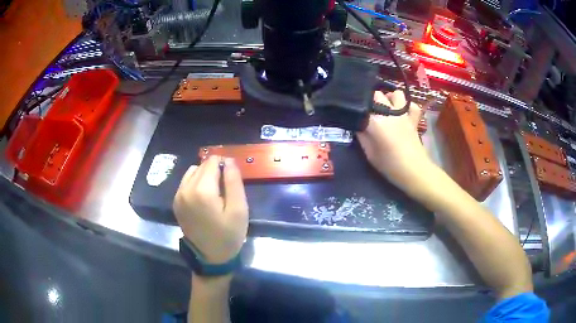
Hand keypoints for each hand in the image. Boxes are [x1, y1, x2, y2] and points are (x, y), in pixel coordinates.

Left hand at [173, 156, 248, 263]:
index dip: (225, 164)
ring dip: (205, 176)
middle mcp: (185, 189)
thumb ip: (233, 181)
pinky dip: (196, 183)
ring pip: (193, 172)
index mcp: (202, 190)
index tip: (232, 178)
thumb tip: (228, 160)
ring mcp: (178, 196)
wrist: (210, 257)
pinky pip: (186, 182)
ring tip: (215, 193)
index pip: (212, 161)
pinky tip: (204, 198)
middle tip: (226, 188)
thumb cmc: (228, 235)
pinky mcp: (176, 202)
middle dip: (215, 171)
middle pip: (202, 165)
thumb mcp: (239, 209)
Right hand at [357, 90, 432, 192]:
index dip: (357, 109)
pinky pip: (412, 105)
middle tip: (370, 112)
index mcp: (375, 121)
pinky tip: (403, 113)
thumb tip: (358, 124)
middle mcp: (389, 112)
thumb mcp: (369, 153)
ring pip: (396, 93)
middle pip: (377, 94)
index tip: (356, 115)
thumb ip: (362, 135)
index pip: (361, 105)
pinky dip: (407, 107)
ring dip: (390, 98)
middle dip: (372, 101)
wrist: (414, 170)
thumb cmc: (389, 165)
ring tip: (387, 108)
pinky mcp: (414, 118)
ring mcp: (404, 113)